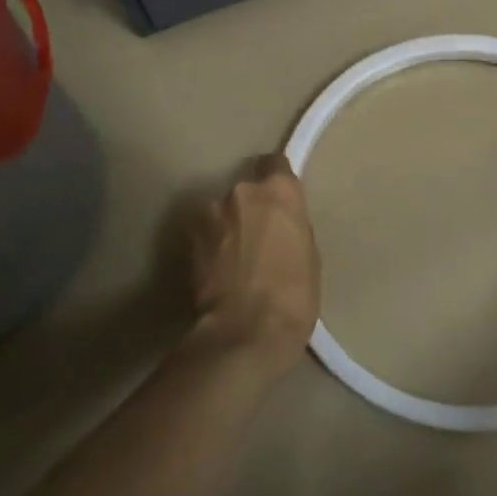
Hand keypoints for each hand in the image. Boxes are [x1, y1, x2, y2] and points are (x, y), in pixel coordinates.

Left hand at [188, 155, 321, 370]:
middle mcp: (242, 191)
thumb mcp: (308, 254)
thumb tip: (279, 223)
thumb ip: (291, 225)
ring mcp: (210, 212)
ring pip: (222, 211)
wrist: (245, 332)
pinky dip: (210, 244)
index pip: (275, 163)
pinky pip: (205, 233)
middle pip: (246, 190)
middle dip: (250, 208)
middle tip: (258, 237)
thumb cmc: (293, 295)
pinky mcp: (188, 238)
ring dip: (227, 226)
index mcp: (279, 190)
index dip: (276, 179)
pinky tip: (218, 270)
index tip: (278, 199)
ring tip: (234, 259)